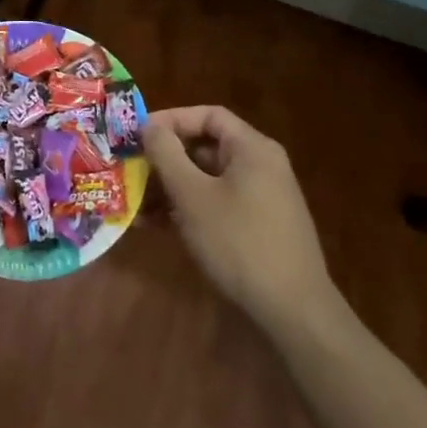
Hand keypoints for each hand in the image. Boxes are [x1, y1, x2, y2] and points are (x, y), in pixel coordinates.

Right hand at [144, 105, 338, 330]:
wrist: (294, 312)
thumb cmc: (239, 242)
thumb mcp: (192, 195)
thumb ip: (167, 154)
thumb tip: (149, 125)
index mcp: (252, 149)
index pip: (208, 115)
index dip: (170, 120)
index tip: (137, 135)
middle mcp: (260, 166)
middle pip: (206, 147)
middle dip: (165, 159)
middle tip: (132, 170)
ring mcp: (262, 198)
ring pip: (207, 179)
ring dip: (171, 188)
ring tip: (137, 205)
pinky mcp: (258, 227)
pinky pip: (217, 204)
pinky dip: (188, 209)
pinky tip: (158, 227)